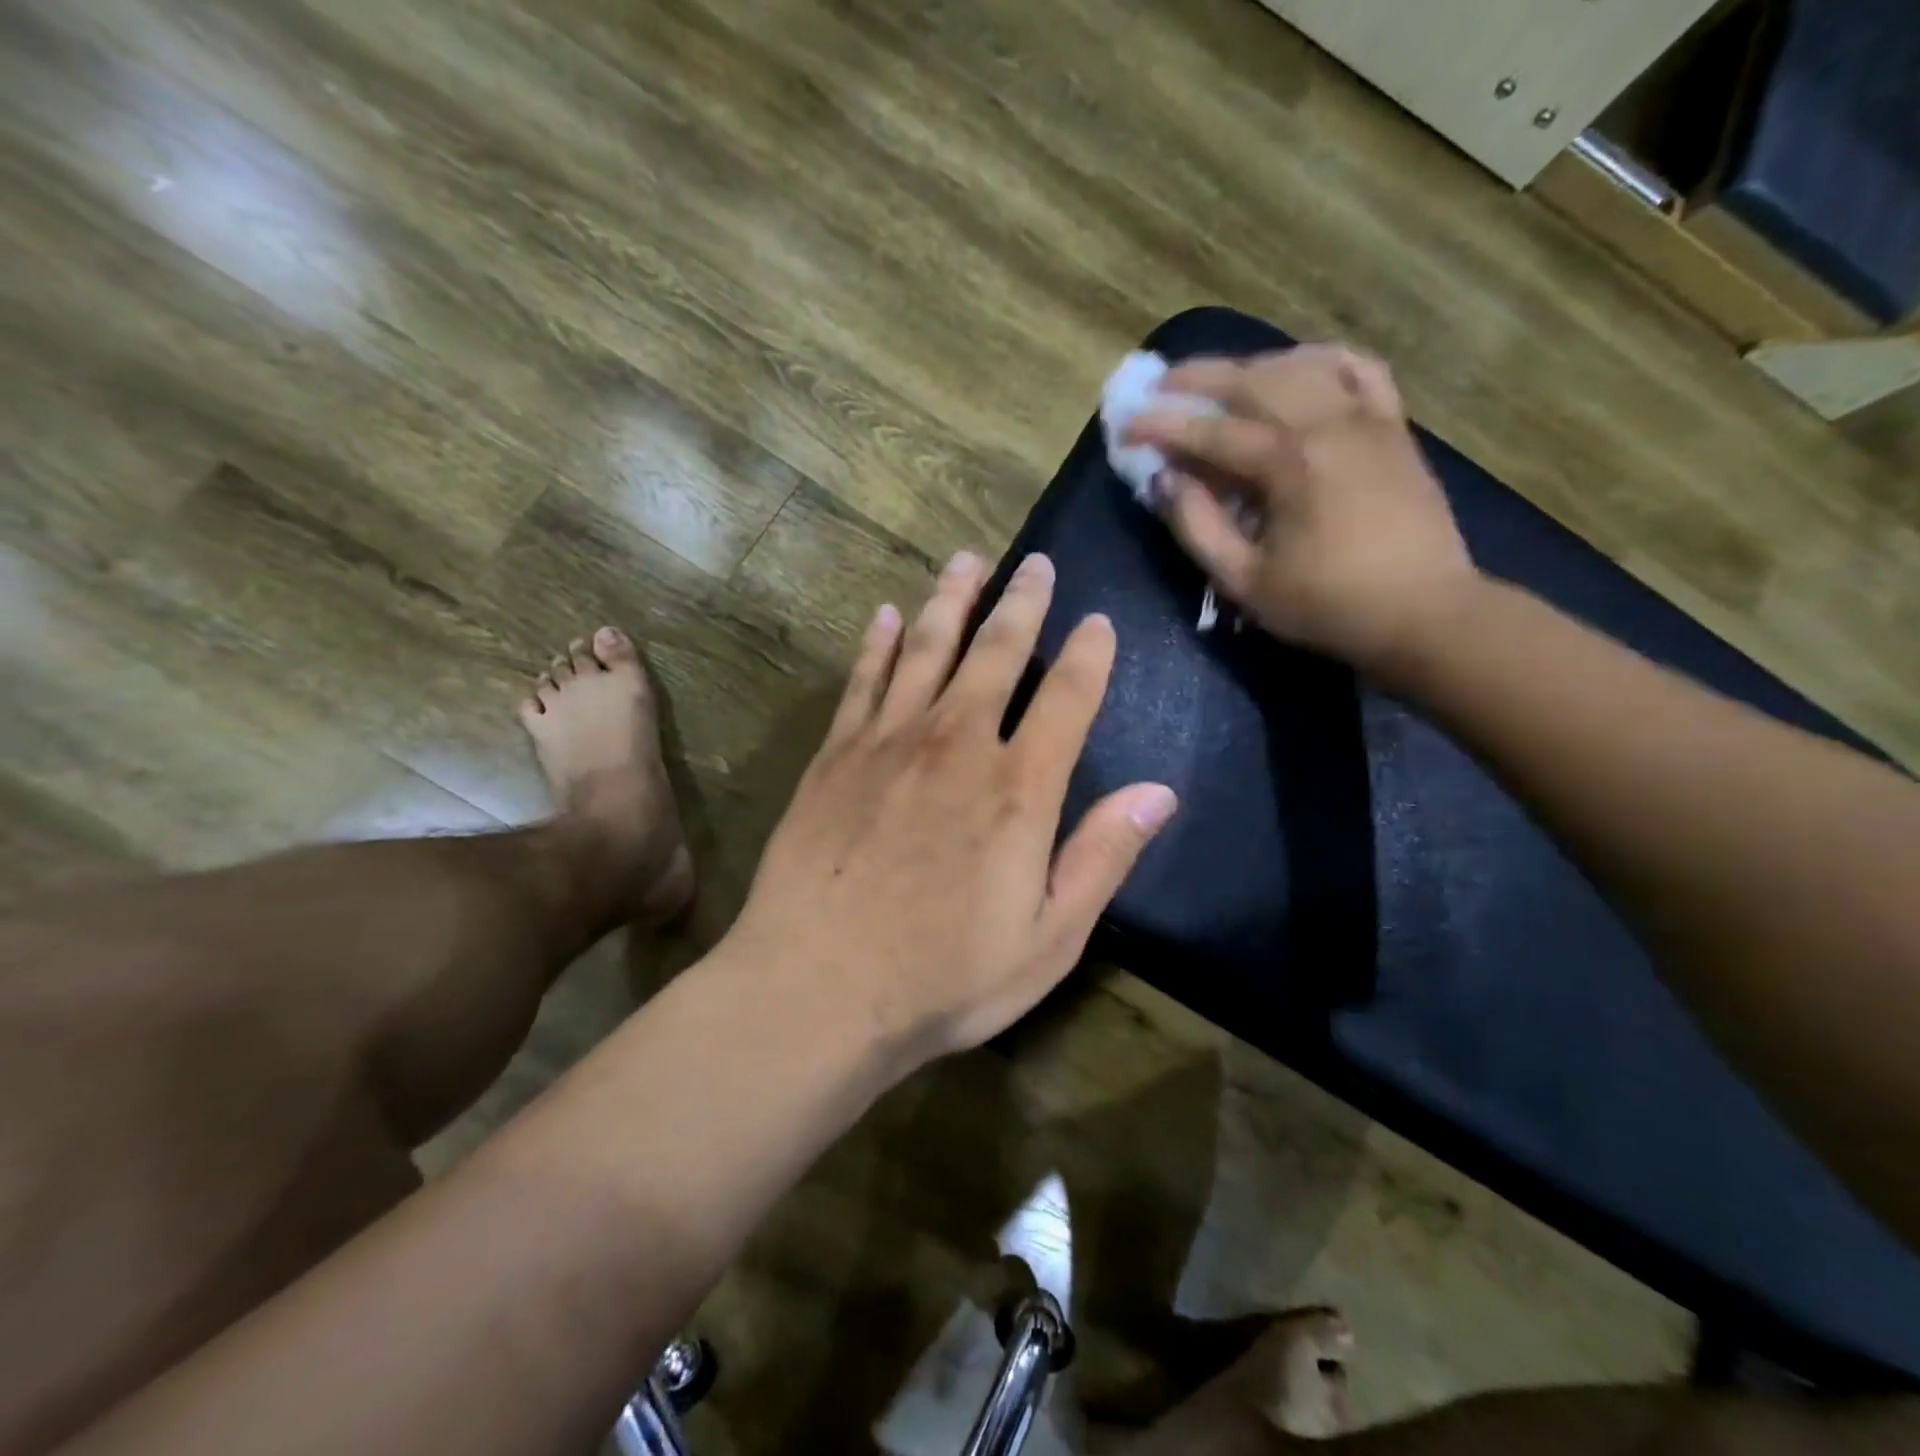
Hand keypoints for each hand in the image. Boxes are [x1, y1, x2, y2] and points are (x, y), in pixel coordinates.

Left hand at [727, 550, 1177, 1067]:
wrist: (818, 988)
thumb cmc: (943, 978)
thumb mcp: (1048, 940)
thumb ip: (1101, 858)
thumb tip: (1159, 792)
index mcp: (1018, 789)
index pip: (1067, 698)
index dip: (1089, 654)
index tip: (1098, 619)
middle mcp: (956, 745)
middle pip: (996, 653)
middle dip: (1021, 603)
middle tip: (1034, 563)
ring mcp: (889, 743)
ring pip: (926, 648)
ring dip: (950, 600)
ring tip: (966, 560)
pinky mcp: (836, 755)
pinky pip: (862, 681)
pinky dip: (876, 644)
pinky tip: (884, 615)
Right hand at [1127, 345, 1478, 677]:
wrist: (1424, 612)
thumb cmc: (1327, 606)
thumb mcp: (1245, 581)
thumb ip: (1198, 526)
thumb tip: (1165, 481)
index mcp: (1288, 463)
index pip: (1210, 431)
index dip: (1162, 425)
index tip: (1126, 424)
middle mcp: (1327, 424)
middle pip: (1253, 380)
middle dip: (1198, 377)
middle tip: (1160, 385)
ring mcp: (1367, 418)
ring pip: (1301, 365)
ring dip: (1250, 366)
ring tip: (1217, 381)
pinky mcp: (1394, 427)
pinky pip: (1359, 369)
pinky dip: (1321, 360)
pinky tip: (1298, 367)